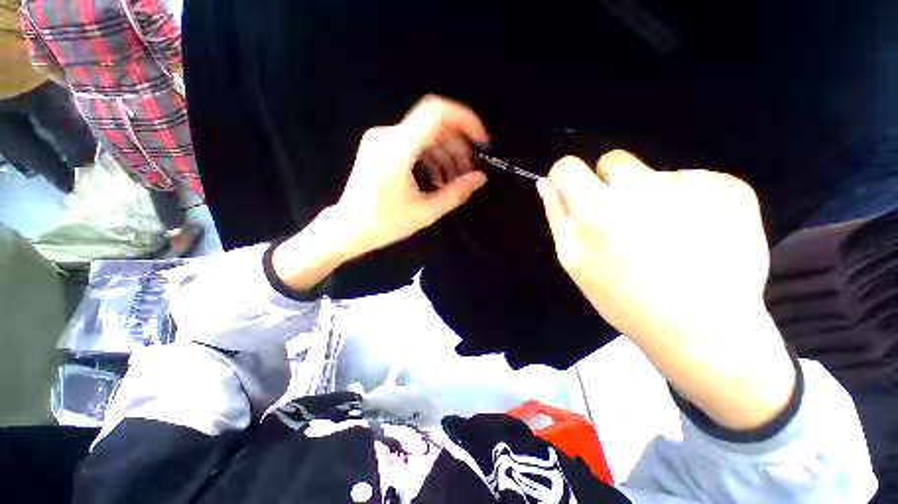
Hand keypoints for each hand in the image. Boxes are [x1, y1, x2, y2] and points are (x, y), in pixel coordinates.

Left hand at [334, 95, 488, 257]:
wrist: (347, 228)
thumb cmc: (384, 223)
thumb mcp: (425, 212)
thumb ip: (456, 193)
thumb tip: (480, 178)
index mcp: (398, 148)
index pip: (437, 113)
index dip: (465, 121)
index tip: (481, 142)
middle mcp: (388, 135)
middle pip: (434, 126)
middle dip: (458, 145)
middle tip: (470, 170)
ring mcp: (382, 140)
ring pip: (425, 135)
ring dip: (446, 154)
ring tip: (456, 179)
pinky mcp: (381, 148)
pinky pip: (413, 144)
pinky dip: (431, 157)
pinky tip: (439, 178)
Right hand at [537, 150, 794, 430]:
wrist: (703, 327)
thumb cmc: (623, 298)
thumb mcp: (574, 261)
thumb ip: (557, 216)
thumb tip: (546, 184)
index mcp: (595, 208)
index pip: (567, 167)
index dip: (567, 179)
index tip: (575, 195)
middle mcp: (640, 186)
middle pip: (613, 162)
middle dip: (611, 185)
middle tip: (625, 222)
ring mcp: (689, 183)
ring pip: (656, 174)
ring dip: (654, 197)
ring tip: (667, 236)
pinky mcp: (729, 187)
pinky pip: (696, 181)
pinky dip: (693, 202)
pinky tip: (698, 235)